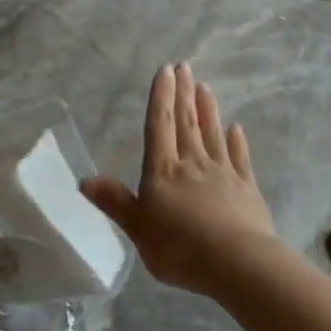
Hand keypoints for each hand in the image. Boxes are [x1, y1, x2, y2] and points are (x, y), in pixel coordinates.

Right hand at [81, 63, 279, 296]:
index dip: (161, 97)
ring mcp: (223, 173)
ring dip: (208, 109)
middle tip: (185, 67)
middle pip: (187, 122)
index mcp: (163, 171)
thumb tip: (84, 179)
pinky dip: (237, 141)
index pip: (159, 126)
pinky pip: (239, 158)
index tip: (165, 70)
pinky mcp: (247, 188)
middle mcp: (193, 163)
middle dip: (184, 93)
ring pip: (213, 133)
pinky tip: (236, 128)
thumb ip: (115, 202)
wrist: (237, 263)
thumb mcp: (138, 228)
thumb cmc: (180, 248)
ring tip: (205, 87)